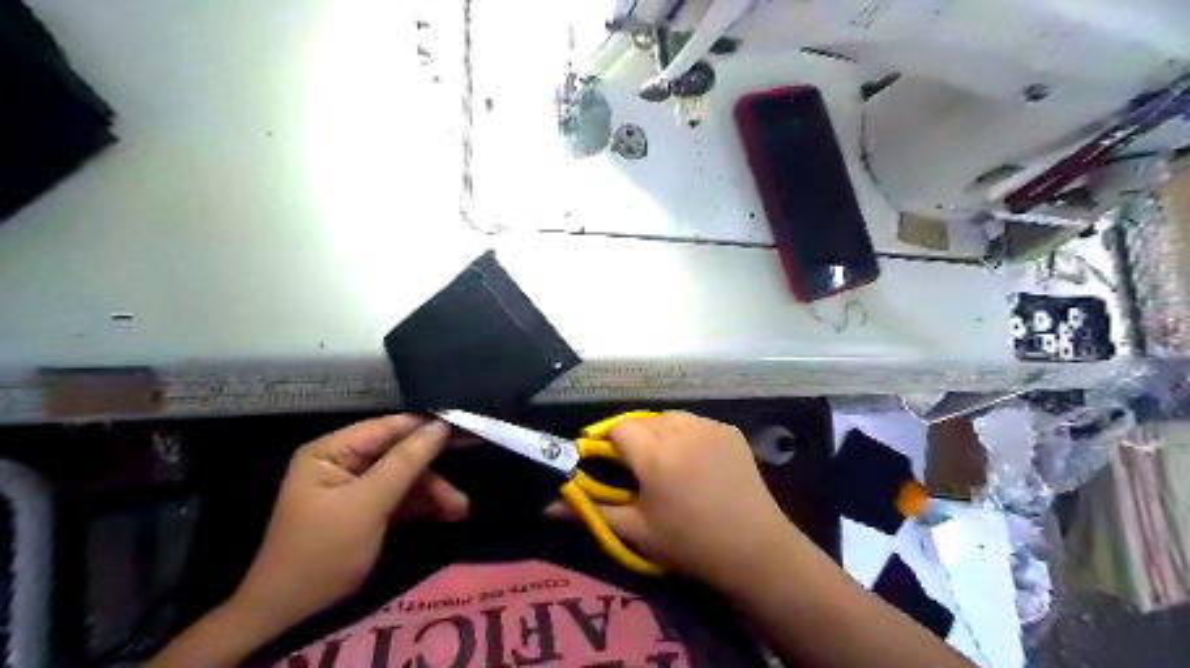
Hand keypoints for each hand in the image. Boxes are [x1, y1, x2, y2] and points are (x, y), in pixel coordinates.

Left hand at [226, 412, 464, 635]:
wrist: (291, 614)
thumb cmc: (323, 552)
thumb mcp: (367, 505)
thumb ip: (405, 462)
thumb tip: (441, 425)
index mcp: (332, 450)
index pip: (389, 427)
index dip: (428, 426)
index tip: (467, 424)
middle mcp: (345, 461)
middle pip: (400, 452)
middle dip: (433, 467)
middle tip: (475, 453)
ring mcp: (357, 486)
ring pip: (406, 476)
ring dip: (434, 491)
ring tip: (460, 509)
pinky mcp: (368, 509)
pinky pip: (402, 497)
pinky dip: (424, 505)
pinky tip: (449, 514)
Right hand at [553, 414, 793, 592]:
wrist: (754, 549)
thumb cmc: (689, 544)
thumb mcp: (636, 531)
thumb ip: (590, 511)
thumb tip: (546, 505)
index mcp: (654, 456)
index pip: (618, 428)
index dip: (609, 442)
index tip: (609, 462)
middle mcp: (680, 431)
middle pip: (643, 420)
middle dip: (634, 438)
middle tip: (638, 467)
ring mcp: (709, 426)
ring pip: (669, 417)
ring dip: (660, 432)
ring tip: (666, 461)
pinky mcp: (729, 430)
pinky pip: (696, 422)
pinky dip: (686, 434)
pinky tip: (694, 460)